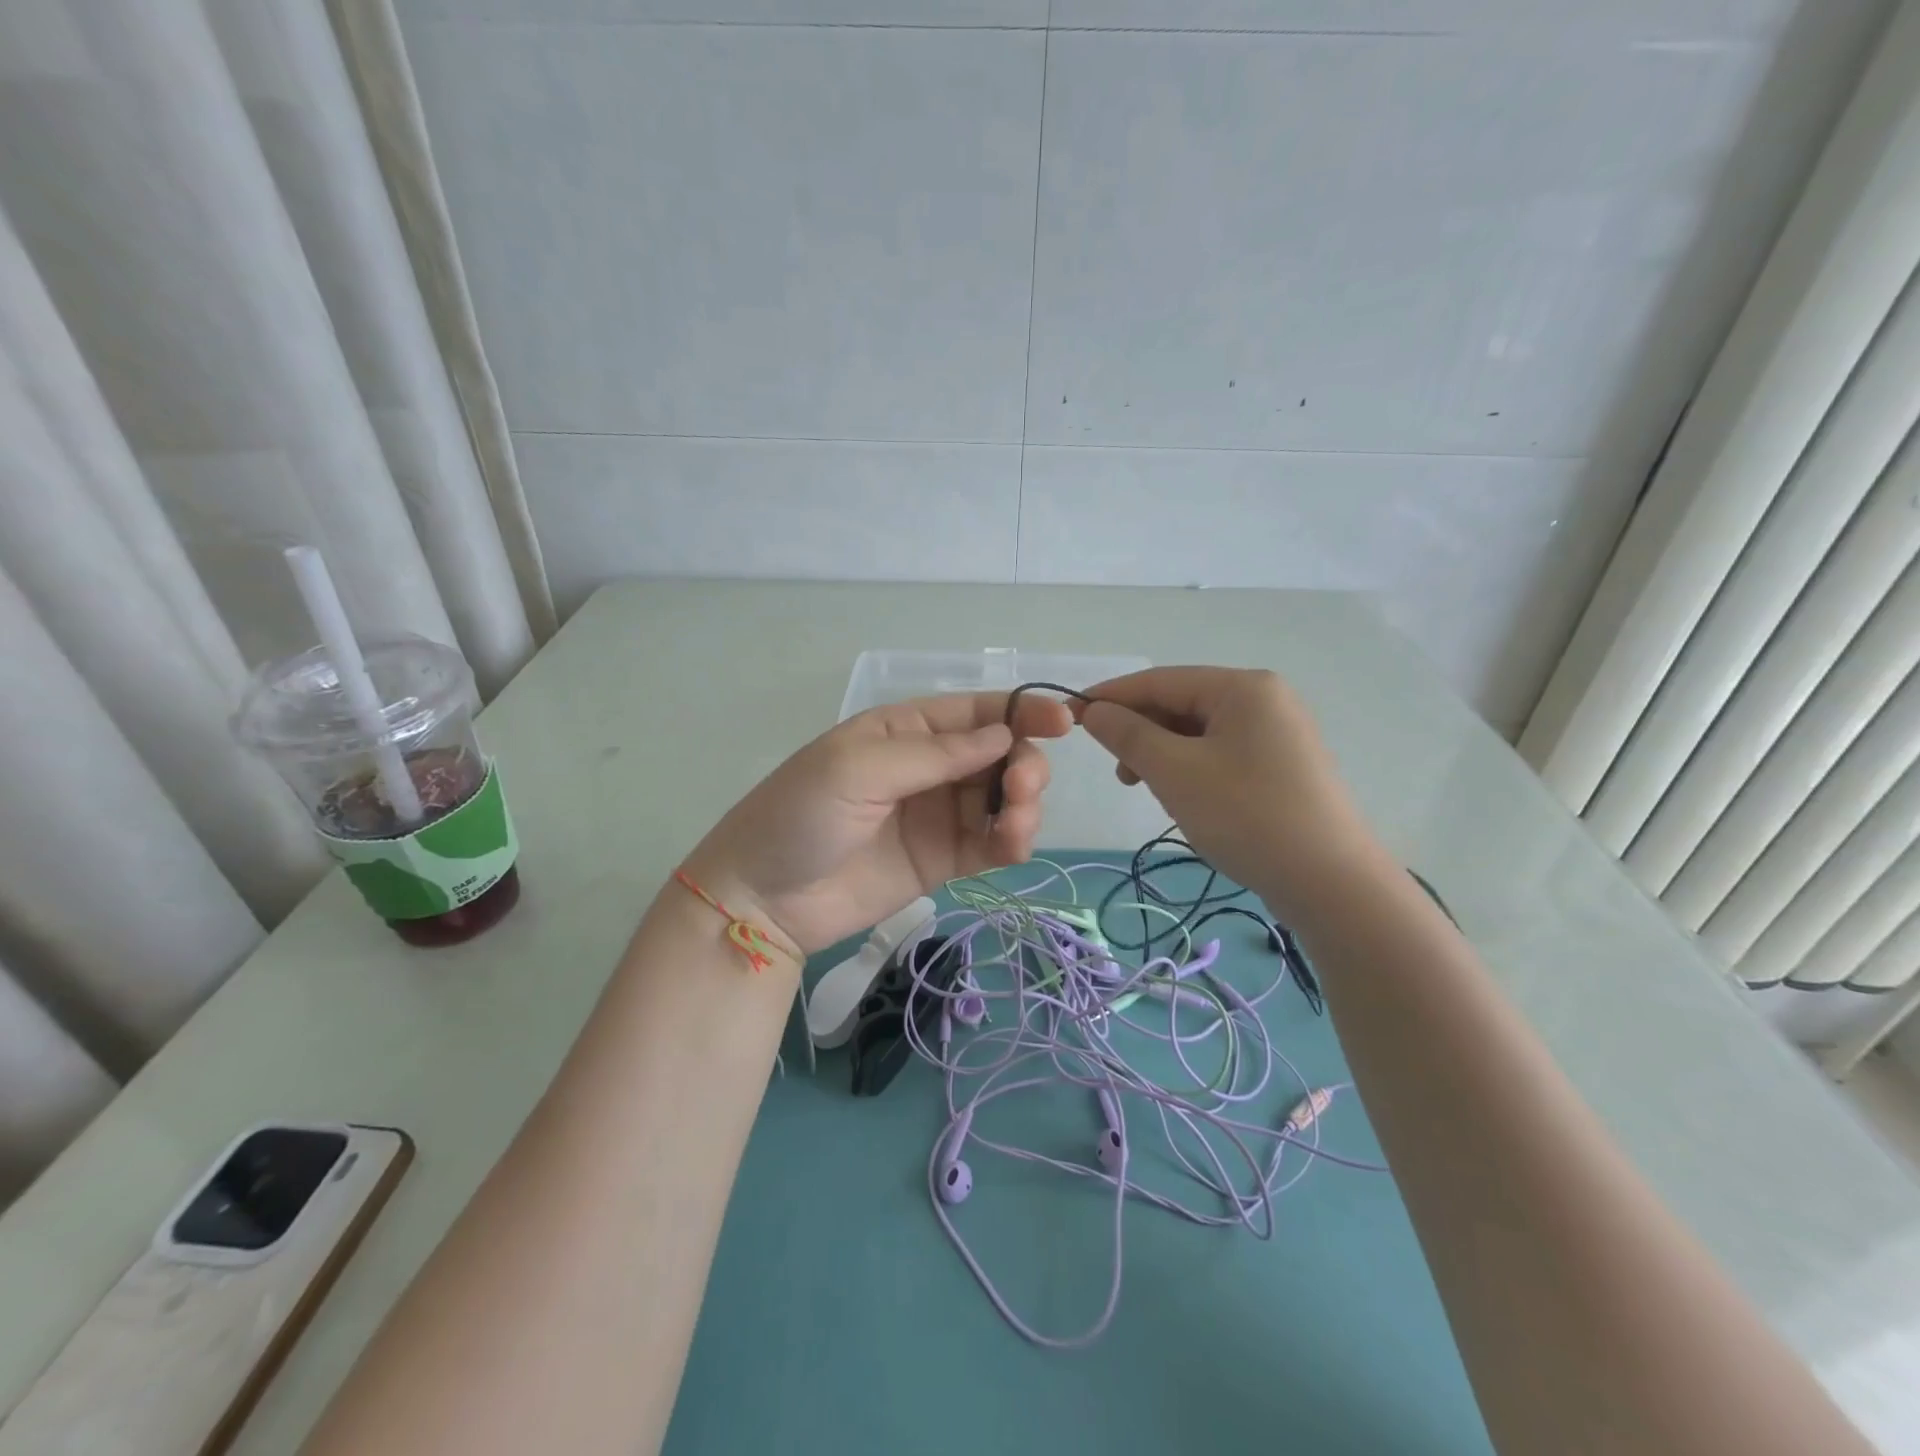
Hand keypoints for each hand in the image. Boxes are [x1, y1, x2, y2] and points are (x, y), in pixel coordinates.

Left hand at [680, 692, 1072, 953]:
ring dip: (1024, 804)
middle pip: (1001, 754)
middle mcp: (930, 766)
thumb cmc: (800, 815)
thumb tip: (1003, 735)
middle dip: (1024, 765)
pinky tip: (1012, 845)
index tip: (1064, 724)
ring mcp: (939, 814)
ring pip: (1004, 798)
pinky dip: (1014, 840)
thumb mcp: (858, 768)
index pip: (977, 711)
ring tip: (1013, 824)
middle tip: (1019, 790)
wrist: (763, 899)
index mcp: (906, 729)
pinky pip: (993, 842)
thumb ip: (935, 753)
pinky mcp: (945, 859)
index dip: (1022, 712)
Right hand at [1076, 667, 1379, 915]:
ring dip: (1165, 755)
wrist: (1332, 884)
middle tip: (1120, 774)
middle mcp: (1265, 698)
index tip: (1069, 716)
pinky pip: (1222, 753)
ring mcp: (1279, 733)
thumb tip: (1094, 710)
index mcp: (1242, 687)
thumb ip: (1129, 735)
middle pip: (1182, 703)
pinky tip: (1186, 798)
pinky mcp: (1284, 765)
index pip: (1160, 680)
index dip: (1110, 696)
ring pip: (1200, 732)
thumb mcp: (1175, 772)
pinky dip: (1192, 769)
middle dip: (1142, 733)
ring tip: (1153, 791)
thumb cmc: (1247, 816)